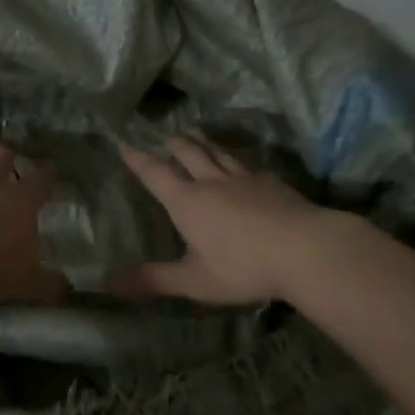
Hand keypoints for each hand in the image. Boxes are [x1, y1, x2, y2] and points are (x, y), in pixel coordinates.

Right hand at [112, 136, 331, 304]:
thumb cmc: (243, 267)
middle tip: (165, 135)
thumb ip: (153, 279)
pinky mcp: (271, 181)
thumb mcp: (194, 280)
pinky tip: (241, 160)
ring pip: (218, 152)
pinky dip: (234, 156)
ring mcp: (244, 178)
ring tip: (194, 132)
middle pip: (189, 154)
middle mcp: (212, 182)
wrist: (305, 249)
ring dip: (203, 141)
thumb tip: (109, 281)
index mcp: (187, 201)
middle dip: (174, 144)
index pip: (156, 174)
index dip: (138, 160)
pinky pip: (246, 162)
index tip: (124, 146)